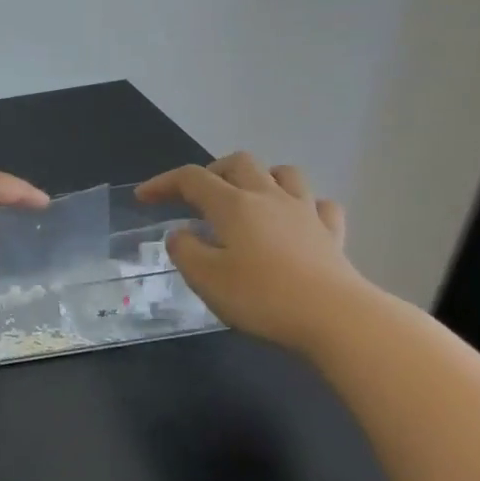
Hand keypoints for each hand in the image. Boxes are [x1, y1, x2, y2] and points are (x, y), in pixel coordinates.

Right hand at [135, 153, 372, 352]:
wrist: (336, 318)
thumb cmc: (262, 297)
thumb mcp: (205, 278)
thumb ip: (185, 251)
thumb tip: (181, 234)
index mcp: (233, 205)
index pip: (191, 179)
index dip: (164, 183)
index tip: (143, 198)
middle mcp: (269, 197)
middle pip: (239, 163)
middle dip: (212, 172)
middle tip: (197, 196)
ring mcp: (305, 213)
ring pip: (284, 174)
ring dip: (261, 178)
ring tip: (247, 199)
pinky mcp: (332, 234)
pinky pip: (319, 205)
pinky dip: (303, 206)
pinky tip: (295, 222)